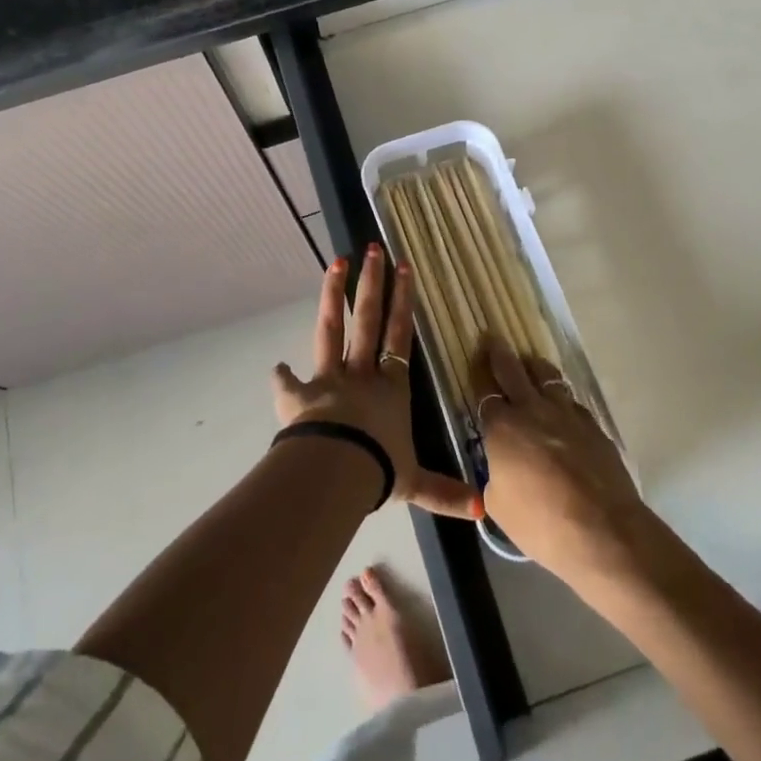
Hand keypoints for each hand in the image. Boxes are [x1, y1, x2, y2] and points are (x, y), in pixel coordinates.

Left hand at [273, 248, 479, 519]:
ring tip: (336, 263)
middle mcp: (361, 374)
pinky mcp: (299, 394)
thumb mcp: (417, 484)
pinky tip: (276, 365)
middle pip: (367, 320)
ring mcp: (329, 379)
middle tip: (374, 250)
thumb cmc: (380, 471)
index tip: (404, 269)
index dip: (402, 302)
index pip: (399, 336)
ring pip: (331, 329)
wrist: (337, 472)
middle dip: (372, 284)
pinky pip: (287, 383)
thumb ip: (446, 492)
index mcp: (390, 387)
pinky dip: (281, 376)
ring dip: (332, 295)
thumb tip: (483, 510)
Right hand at [467, 336, 652, 585]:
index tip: (474, 358)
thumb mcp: (499, 505)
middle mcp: (532, 410)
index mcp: (502, 427)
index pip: (484, 390)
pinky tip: (561, 407)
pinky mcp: (593, 426)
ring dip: (535, 368)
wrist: (604, 532)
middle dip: (500, 352)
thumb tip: (501, 468)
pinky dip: (561, 398)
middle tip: (493, 338)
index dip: (477, 373)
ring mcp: (567, 414)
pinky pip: (571, 401)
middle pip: (513, 369)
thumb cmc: (541, 524)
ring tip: (530, 365)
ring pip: (547, 377)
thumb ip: (494, 475)